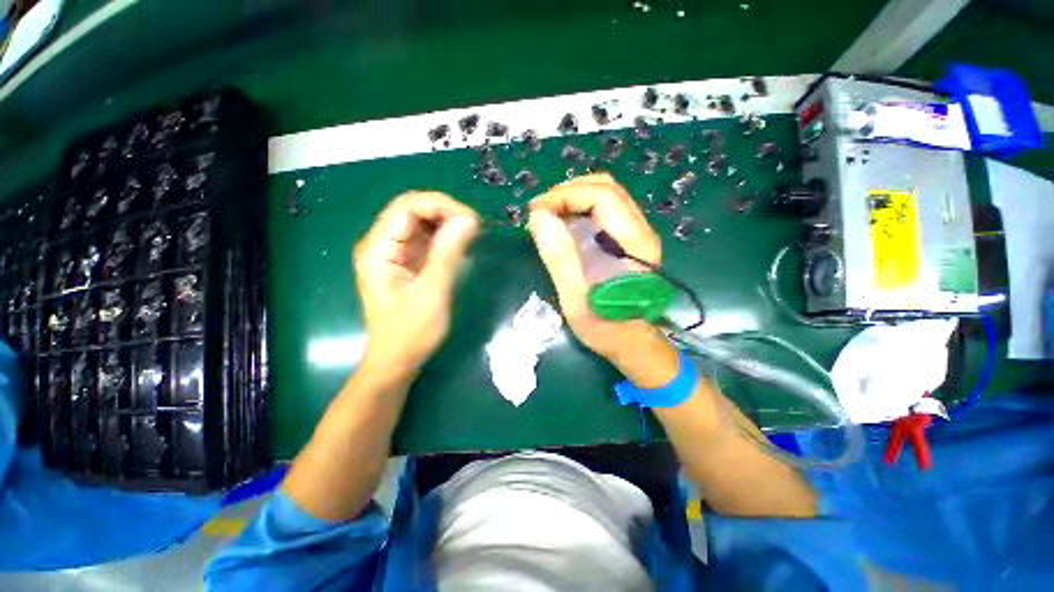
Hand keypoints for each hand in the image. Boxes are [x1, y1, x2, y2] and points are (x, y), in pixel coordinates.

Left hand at [353, 191, 478, 374]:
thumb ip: (448, 254)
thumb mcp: (432, 293)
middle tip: (475, 227)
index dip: (440, 205)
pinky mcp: (406, 262)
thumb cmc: (411, 333)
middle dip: (445, 212)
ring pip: (421, 223)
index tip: (471, 220)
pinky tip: (461, 246)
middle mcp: (382, 244)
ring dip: (447, 224)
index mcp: (378, 250)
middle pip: (413, 211)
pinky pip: (426, 239)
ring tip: (471, 235)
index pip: (406, 207)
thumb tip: (469, 220)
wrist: (398, 360)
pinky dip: (445, 238)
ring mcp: (394, 253)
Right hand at [526, 174, 677, 385]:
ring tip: (546, 216)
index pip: (603, 196)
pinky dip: (578, 210)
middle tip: (539, 212)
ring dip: (572, 199)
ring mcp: (636, 234)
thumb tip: (539, 217)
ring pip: (605, 196)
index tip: (536, 212)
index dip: (566, 195)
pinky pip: (603, 211)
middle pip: (606, 188)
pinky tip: (562, 225)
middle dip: (567, 192)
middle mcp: (640, 231)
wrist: (633, 344)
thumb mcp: (577, 300)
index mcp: (634, 243)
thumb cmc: (606, 328)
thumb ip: (560, 259)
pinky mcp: (627, 241)